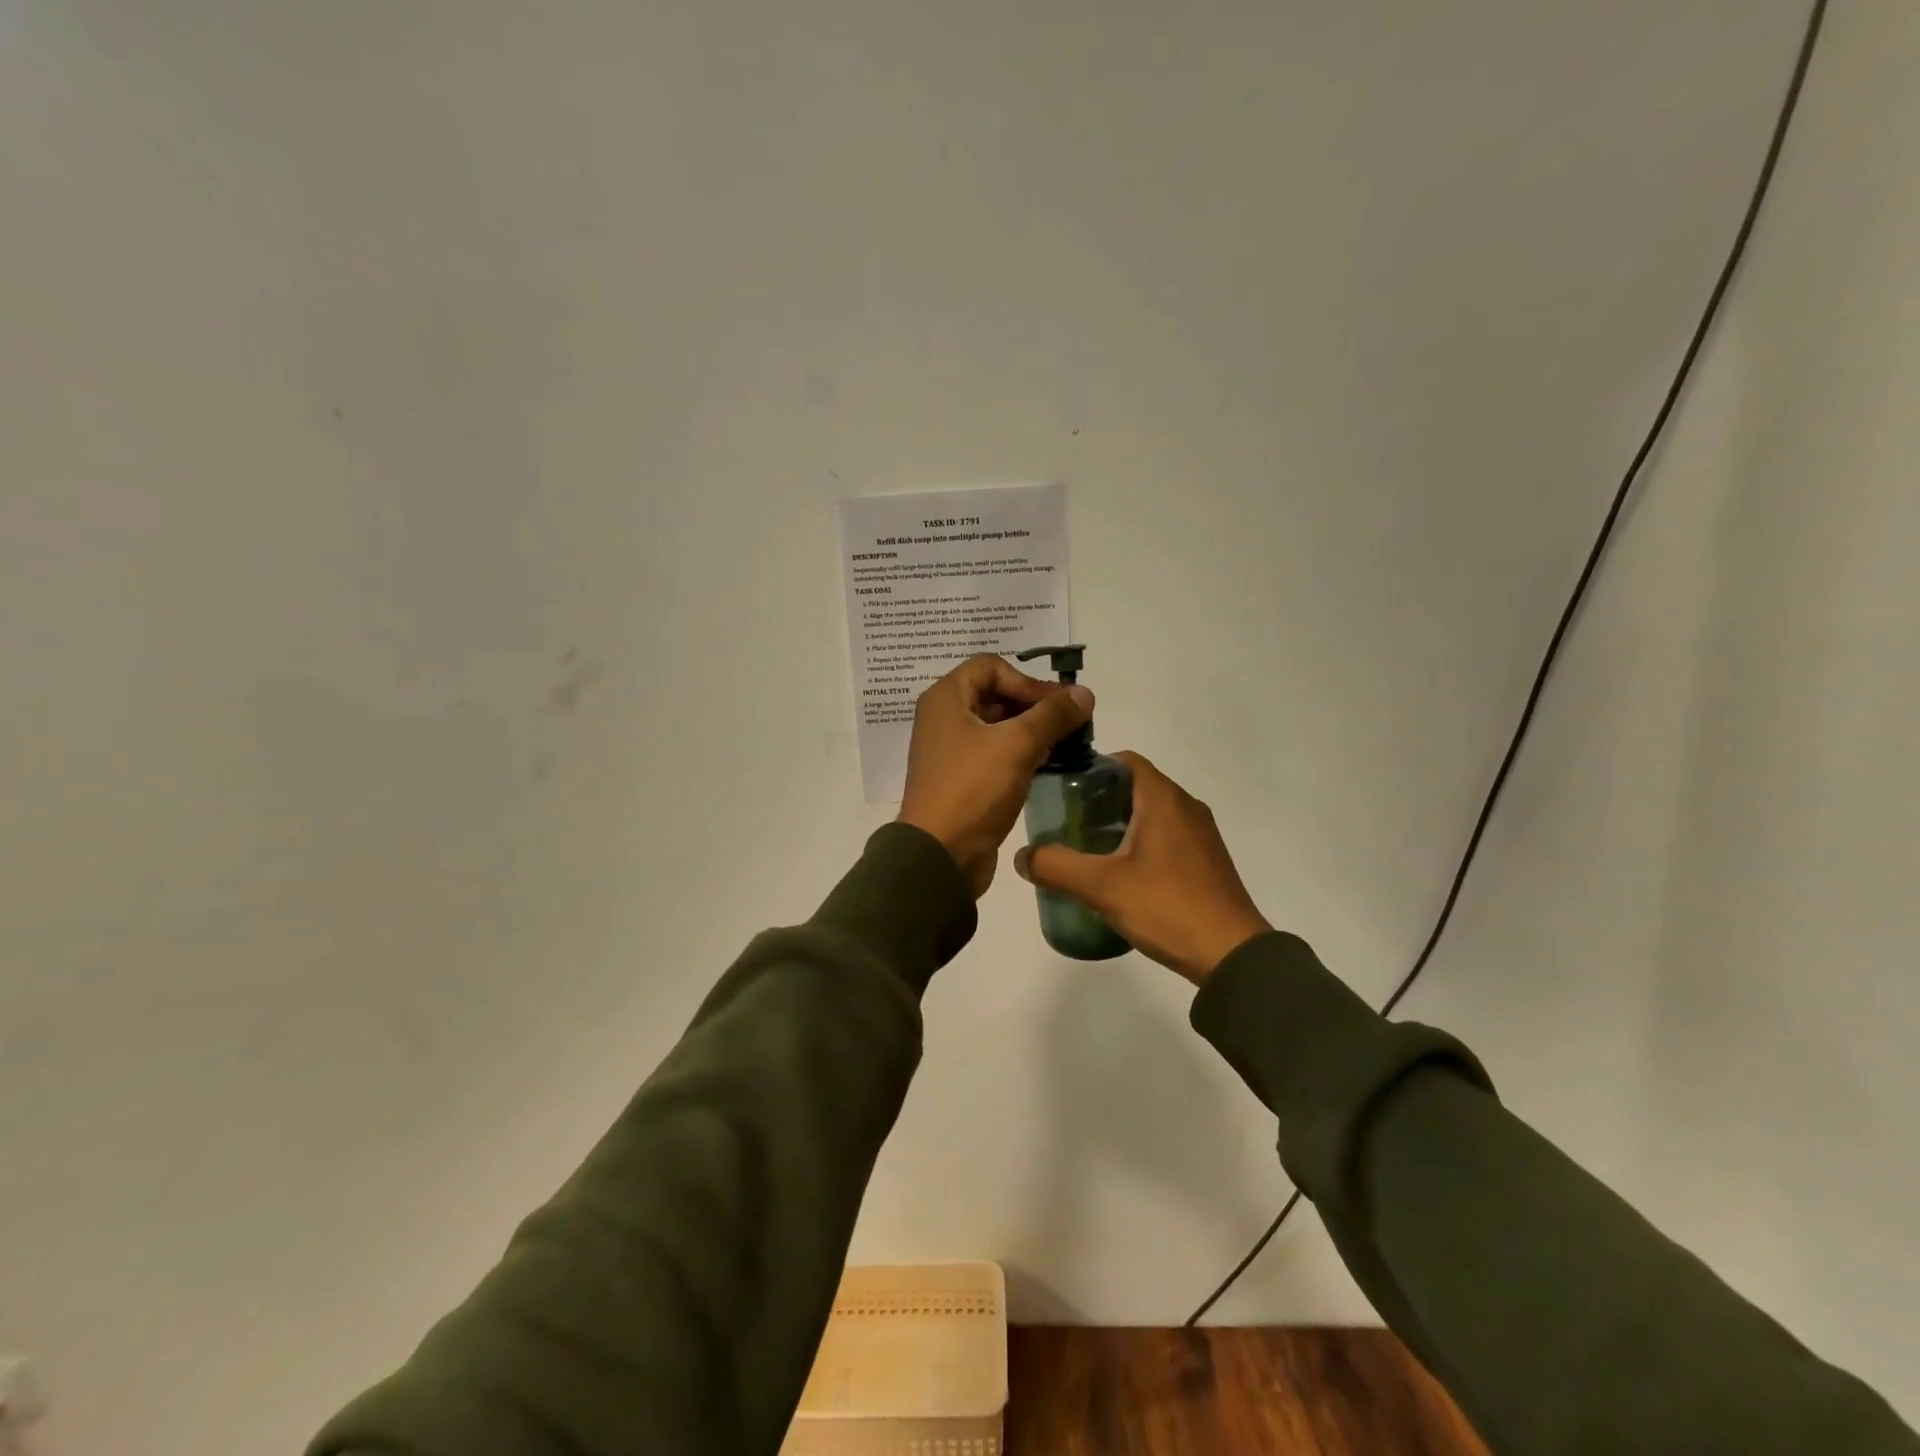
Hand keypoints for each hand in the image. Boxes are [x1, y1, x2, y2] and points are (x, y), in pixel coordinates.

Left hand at [898, 654, 1093, 896]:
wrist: (940, 854)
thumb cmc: (973, 789)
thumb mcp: (1017, 745)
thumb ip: (1053, 715)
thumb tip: (1084, 693)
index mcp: (946, 699)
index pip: (991, 666)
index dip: (1026, 680)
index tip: (1054, 706)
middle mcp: (944, 718)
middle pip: (995, 694)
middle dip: (1033, 705)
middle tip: (1067, 724)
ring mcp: (951, 750)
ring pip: (997, 726)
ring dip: (1030, 731)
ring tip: (1063, 745)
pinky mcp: (962, 778)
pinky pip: (994, 753)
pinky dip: (1019, 754)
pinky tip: (1045, 766)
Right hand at [1015, 752, 1270, 982]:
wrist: (1232, 954)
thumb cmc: (1167, 906)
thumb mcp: (1102, 886)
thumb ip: (1057, 867)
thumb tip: (1022, 856)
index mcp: (1164, 799)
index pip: (1125, 760)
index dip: (1092, 768)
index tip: (1063, 789)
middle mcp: (1186, 807)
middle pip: (1135, 786)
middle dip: (1099, 799)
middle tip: (1065, 822)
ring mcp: (1201, 835)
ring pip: (1152, 813)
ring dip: (1119, 823)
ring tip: (1085, 848)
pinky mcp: (1206, 861)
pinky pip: (1166, 836)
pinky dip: (1140, 842)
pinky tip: (1120, 873)